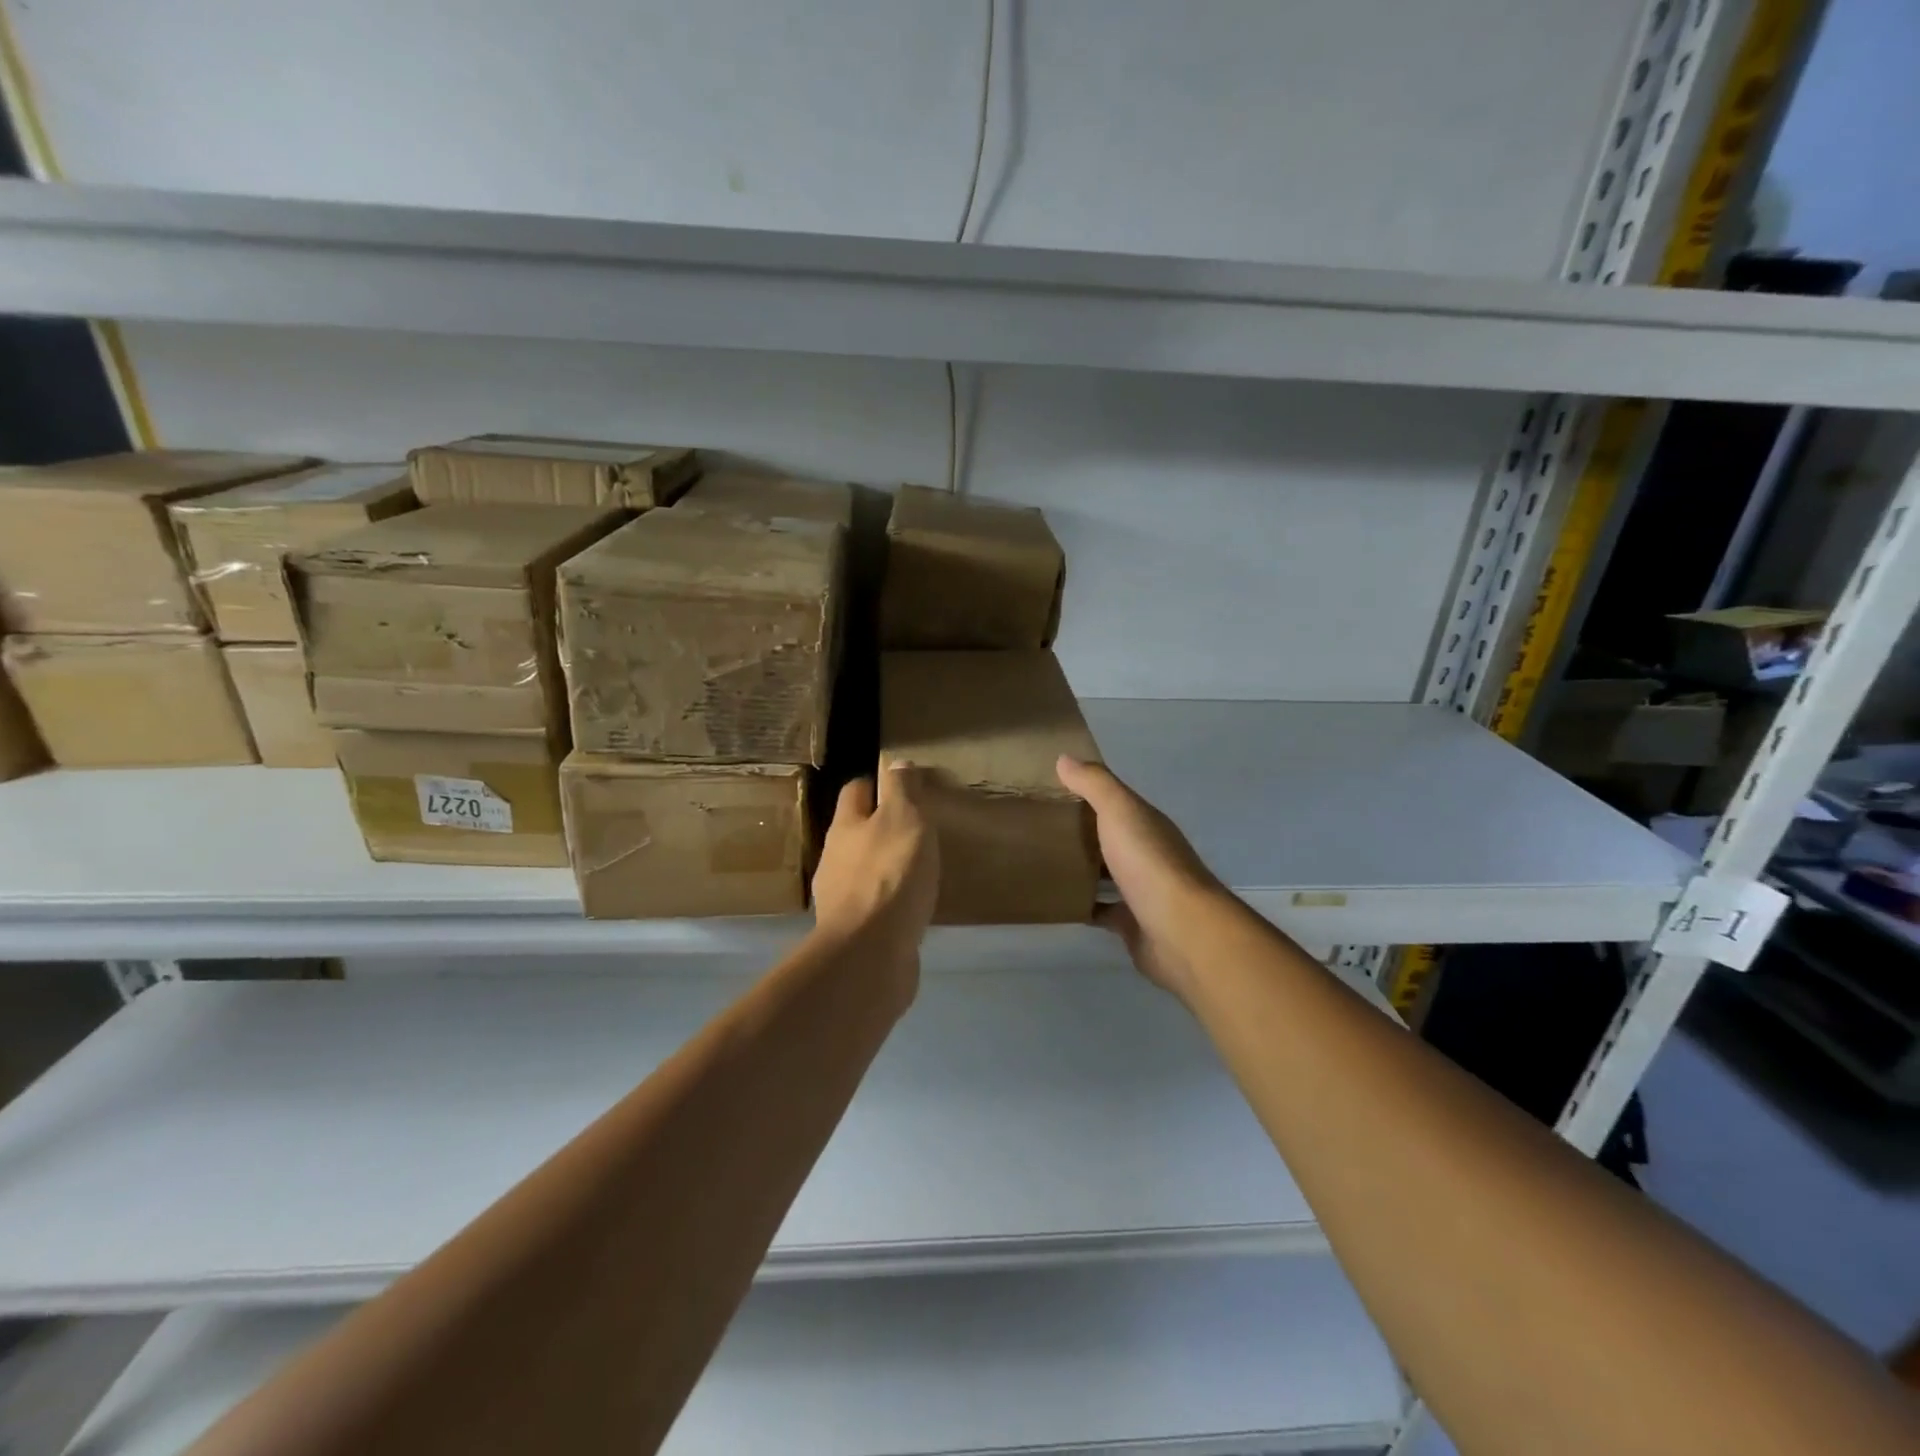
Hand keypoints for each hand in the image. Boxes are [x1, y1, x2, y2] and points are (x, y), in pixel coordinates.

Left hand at [812, 763, 939, 988]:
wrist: (870, 952)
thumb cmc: (891, 874)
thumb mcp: (905, 819)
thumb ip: (901, 789)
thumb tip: (894, 762)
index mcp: (845, 826)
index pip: (855, 790)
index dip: (877, 784)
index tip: (904, 789)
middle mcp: (834, 857)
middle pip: (856, 831)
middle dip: (880, 827)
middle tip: (916, 830)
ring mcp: (839, 896)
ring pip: (862, 869)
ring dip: (884, 866)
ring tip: (917, 870)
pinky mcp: (851, 930)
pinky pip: (871, 904)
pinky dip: (888, 900)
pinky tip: (909, 906)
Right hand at [1056, 755, 1222, 1002]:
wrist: (1180, 930)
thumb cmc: (1149, 863)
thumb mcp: (1119, 811)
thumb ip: (1094, 783)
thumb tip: (1065, 758)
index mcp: (1146, 823)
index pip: (1114, 803)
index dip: (1086, 795)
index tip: (1049, 790)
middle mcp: (1147, 853)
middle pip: (1110, 838)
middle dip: (1080, 832)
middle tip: (1036, 828)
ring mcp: (1141, 891)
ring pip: (1106, 874)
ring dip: (1082, 869)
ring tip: (1040, 863)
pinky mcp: (1132, 924)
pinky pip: (1101, 910)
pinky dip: (1083, 905)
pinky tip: (1056, 901)